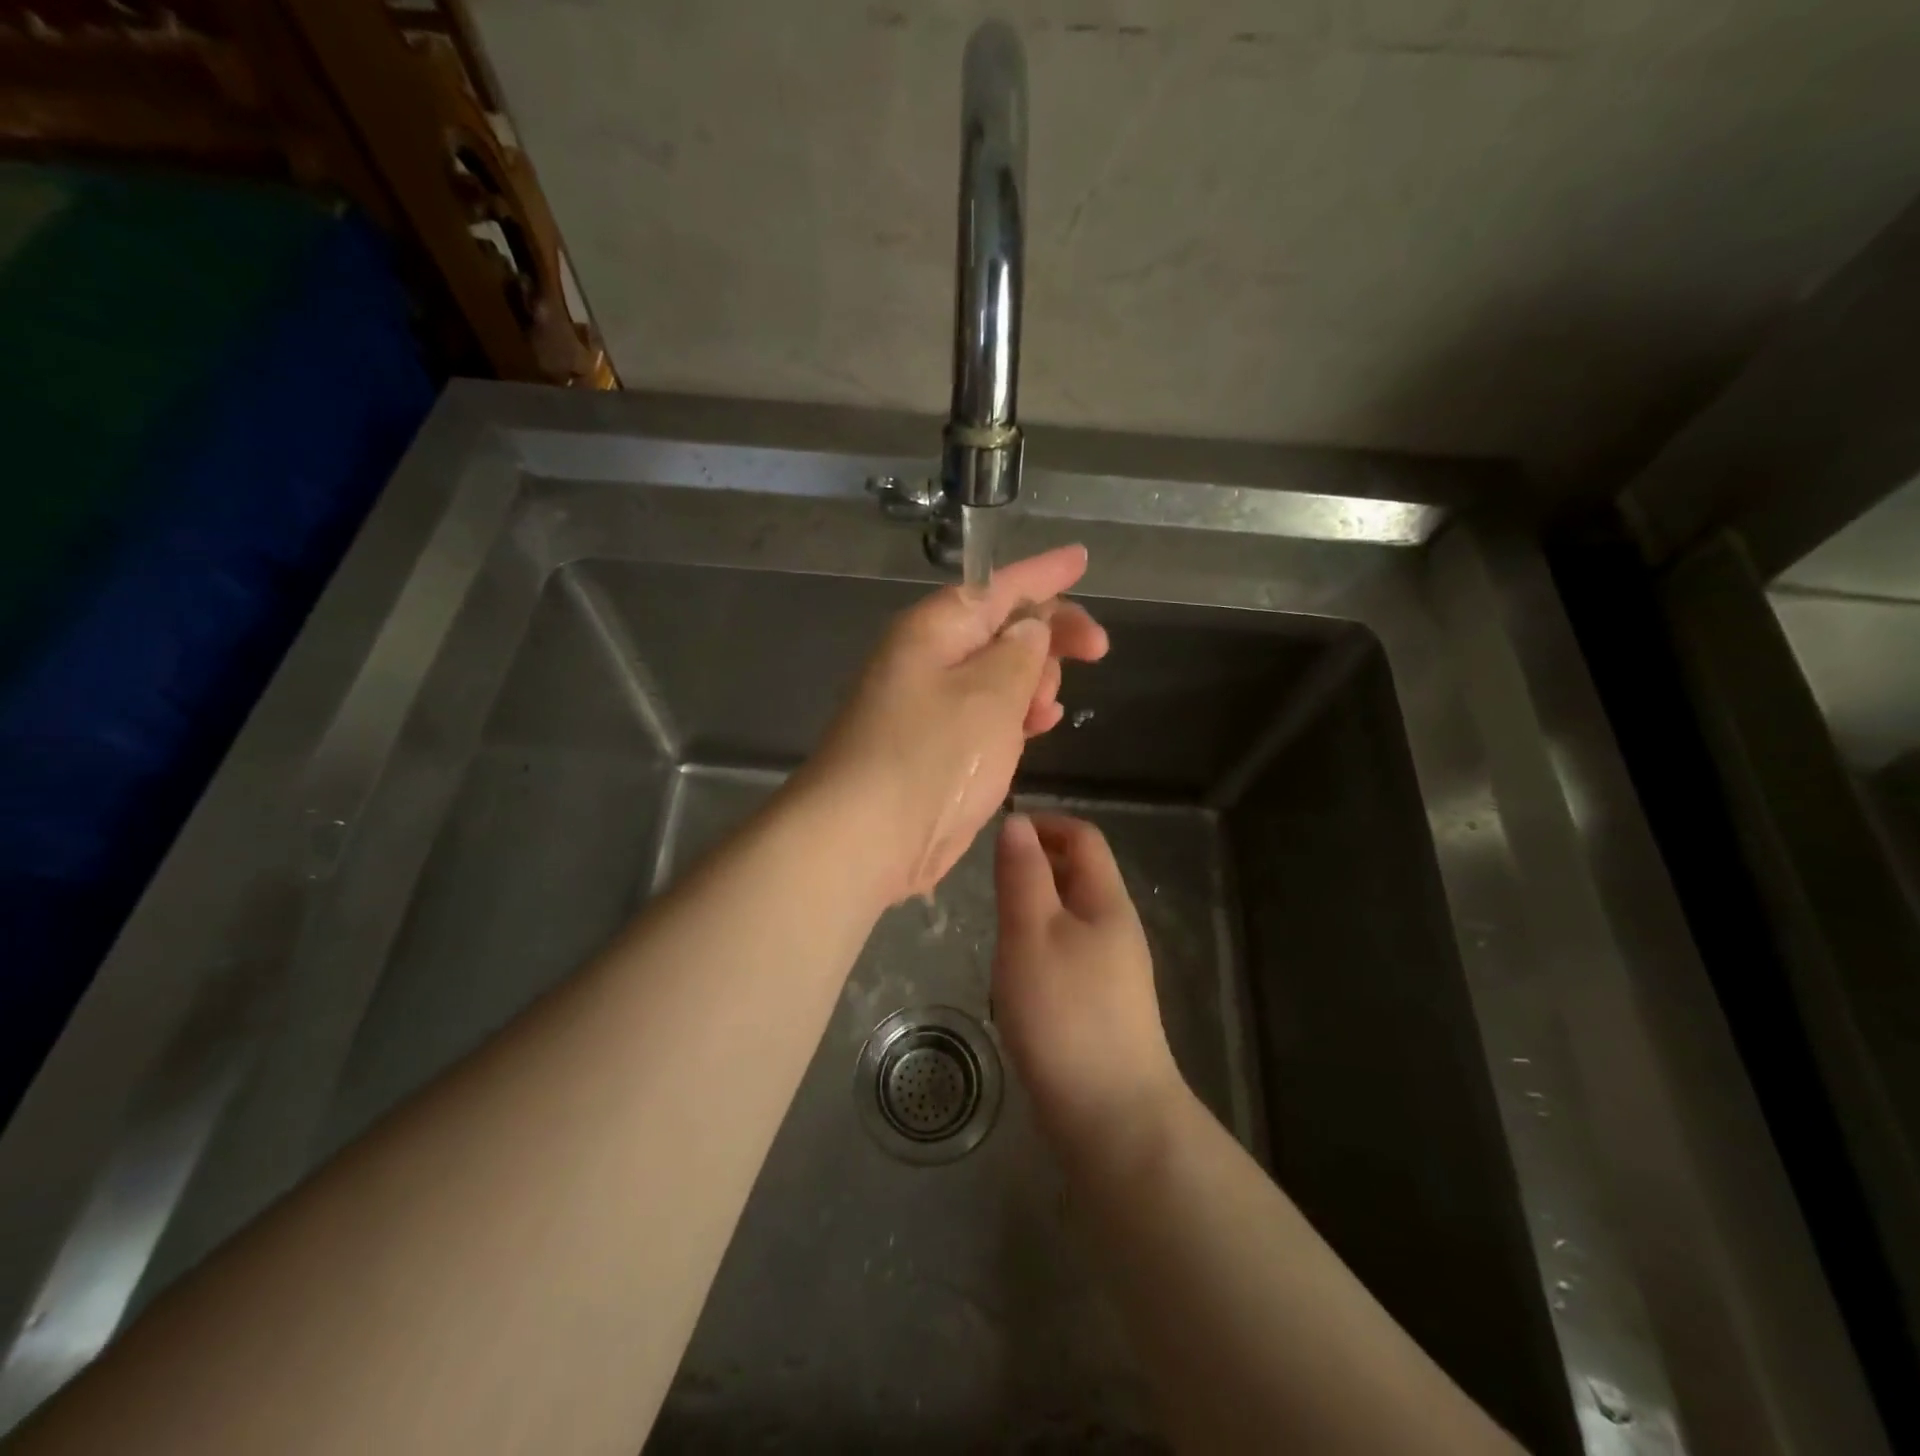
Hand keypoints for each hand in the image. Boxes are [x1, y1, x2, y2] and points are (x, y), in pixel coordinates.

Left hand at [803, 545, 1107, 903]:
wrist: (865, 837)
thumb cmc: (931, 755)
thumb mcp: (990, 694)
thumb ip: (1020, 653)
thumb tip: (1031, 627)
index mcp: (934, 630)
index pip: (997, 586)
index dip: (1044, 574)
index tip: (1082, 560)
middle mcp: (927, 660)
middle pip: (999, 629)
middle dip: (1049, 635)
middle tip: (1096, 651)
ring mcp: (928, 706)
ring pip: (996, 674)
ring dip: (1034, 681)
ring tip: (1054, 704)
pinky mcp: (935, 748)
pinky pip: (987, 714)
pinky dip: (1017, 715)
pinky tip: (1041, 724)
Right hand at [992, 812, 1183, 1153]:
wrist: (1111, 1115)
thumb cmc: (1064, 1012)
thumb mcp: (1031, 933)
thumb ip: (1022, 875)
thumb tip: (1017, 822)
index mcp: (1106, 901)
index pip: (1083, 837)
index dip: (1045, 824)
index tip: (1000, 834)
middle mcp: (1117, 927)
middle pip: (1079, 874)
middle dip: (1036, 863)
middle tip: (990, 879)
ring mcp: (1114, 969)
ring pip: (1071, 915)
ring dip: (1035, 905)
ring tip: (997, 922)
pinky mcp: (1102, 1004)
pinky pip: (1069, 951)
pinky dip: (1040, 943)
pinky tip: (1017, 971)